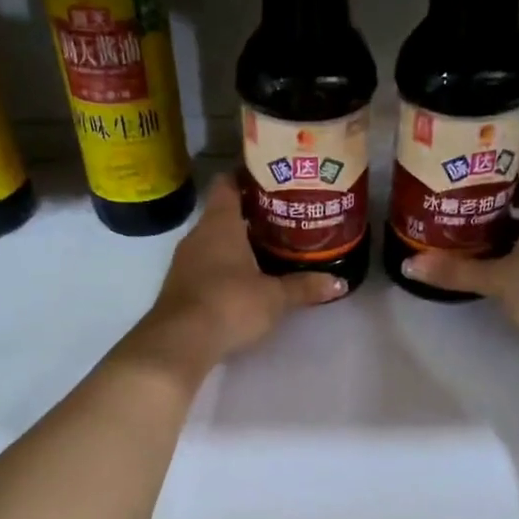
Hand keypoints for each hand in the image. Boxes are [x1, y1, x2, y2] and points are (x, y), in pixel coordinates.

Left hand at [128, 175, 344, 374]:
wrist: (179, 342)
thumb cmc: (229, 304)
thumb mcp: (274, 297)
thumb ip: (304, 287)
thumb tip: (339, 282)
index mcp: (220, 223)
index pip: (227, 183)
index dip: (246, 176)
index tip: (271, 179)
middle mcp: (198, 234)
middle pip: (222, 212)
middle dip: (249, 213)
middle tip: (281, 216)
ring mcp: (184, 260)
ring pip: (213, 240)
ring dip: (236, 242)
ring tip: (268, 247)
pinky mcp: (179, 285)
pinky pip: (204, 264)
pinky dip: (223, 265)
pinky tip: (244, 278)